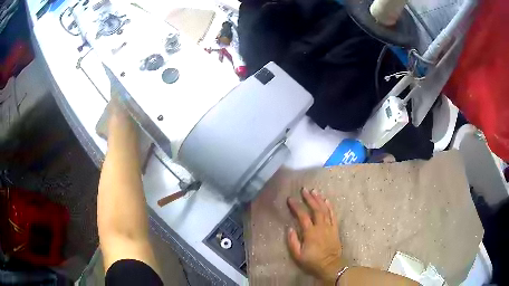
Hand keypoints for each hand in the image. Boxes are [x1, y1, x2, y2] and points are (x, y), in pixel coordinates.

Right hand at [287, 189, 344, 283]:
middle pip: (315, 209)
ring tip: (314, 191)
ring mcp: (329, 227)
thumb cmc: (312, 261)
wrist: (330, 265)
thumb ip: (292, 241)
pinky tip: (326, 200)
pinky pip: (333, 215)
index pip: (302, 216)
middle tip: (304, 190)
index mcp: (310, 233)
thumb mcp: (297, 255)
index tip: (290, 199)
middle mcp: (320, 227)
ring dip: (319, 199)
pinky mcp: (335, 229)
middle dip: (309, 198)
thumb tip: (290, 228)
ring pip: (325, 210)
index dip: (296, 206)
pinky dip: (330, 207)